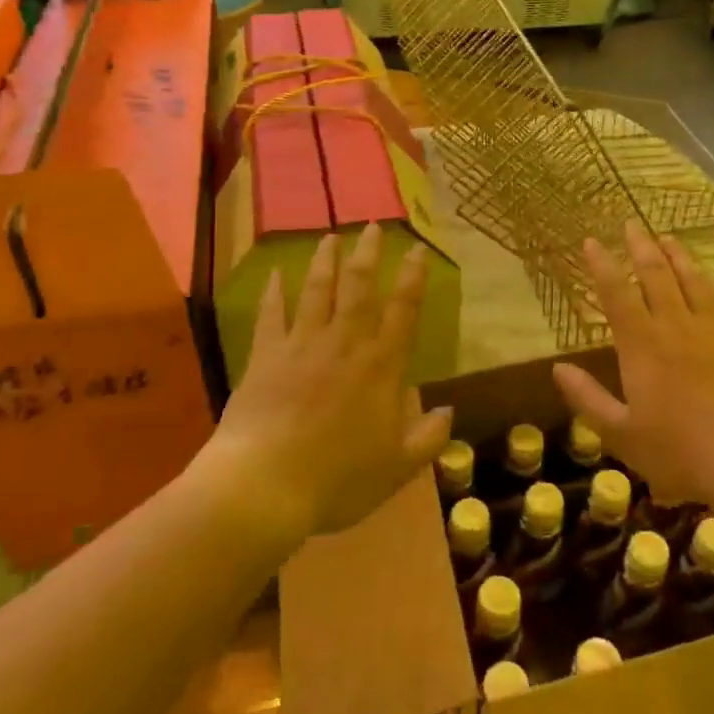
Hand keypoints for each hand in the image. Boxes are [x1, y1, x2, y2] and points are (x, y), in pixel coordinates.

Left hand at [210, 224, 451, 539]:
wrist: (265, 486)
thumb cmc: (338, 480)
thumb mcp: (397, 468)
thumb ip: (428, 438)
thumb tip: (449, 411)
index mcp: (380, 368)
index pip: (402, 312)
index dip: (413, 278)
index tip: (418, 250)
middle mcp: (344, 345)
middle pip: (359, 288)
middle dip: (368, 254)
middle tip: (372, 226)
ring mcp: (301, 346)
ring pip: (317, 291)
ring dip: (325, 262)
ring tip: (330, 236)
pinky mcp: (265, 356)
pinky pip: (270, 316)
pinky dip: (273, 293)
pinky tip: (274, 275)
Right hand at [554, 222, 713, 505]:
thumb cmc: (681, 451)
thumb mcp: (621, 434)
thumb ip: (587, 399)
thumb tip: (557, 368)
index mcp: (641, 346)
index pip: (616, 294)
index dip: (602, 266)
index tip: (591, 241)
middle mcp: (675, 325)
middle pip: (655, 275)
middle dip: (639, 247)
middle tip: (630, 224)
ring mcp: (713, 329)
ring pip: (690, 280)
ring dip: (675, 256)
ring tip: (665, 237)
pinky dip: (708, 280)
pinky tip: (706, 276)